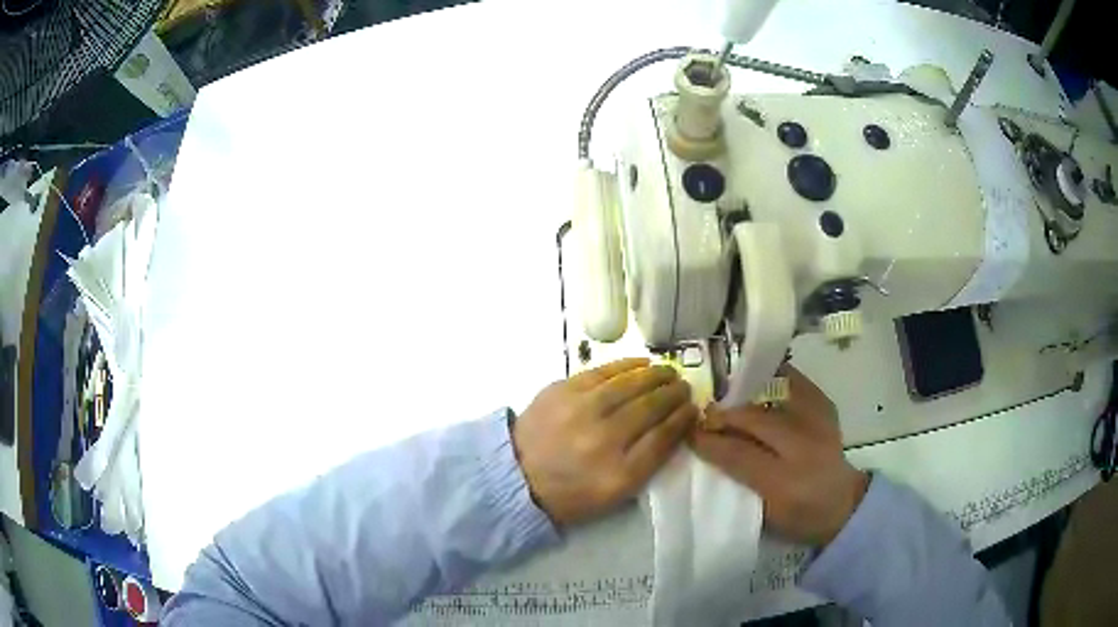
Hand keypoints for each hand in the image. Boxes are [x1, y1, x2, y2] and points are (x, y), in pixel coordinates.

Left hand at [513, 358, 697, 526]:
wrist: (518, 476)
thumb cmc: (571, 491)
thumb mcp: (615, 493)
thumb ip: (648, 462)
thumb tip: (674, 426)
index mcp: (618, 474)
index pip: (662, 439)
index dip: (683, 420)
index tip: (693, 409)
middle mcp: (603, 440)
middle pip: (650, 408)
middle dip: (673, 394)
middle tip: (684, 387)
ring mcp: (580, 411)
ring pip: (630, 385)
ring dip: (656, 376)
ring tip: (669, 372)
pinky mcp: (562, 391)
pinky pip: (603, 371)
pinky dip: (628, 366)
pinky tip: (643, 364)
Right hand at [690, 367, 867, 546]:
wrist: (844, 504)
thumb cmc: (799, 516)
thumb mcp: (765, 514)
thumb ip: (738, 483)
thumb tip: (709, 451)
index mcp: (786, 484)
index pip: (739, 456)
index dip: (710, 442)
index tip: (690, 434)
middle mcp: (805, 449)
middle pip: (756, 420)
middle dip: (725, 414)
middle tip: (705, 414)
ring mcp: (819, 423)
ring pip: (774, 395)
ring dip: (746, 393)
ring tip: (727, 394)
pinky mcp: (827, 409)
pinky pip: (797, 383)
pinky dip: (775, 379)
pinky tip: (759, 381)